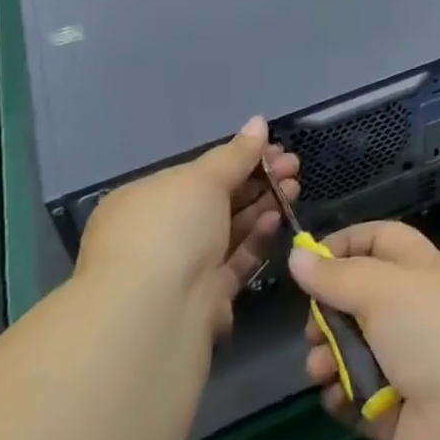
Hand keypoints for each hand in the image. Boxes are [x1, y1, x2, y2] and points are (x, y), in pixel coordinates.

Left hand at [78, 117, 298, 338]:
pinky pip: (234, 261)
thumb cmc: (169, 229)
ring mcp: (180, 268)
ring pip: (229, 230)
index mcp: (144, 201)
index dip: (237, 158)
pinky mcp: (204, 299)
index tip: (273, 147)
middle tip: (293, 166)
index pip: (197, 173)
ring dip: (262, 206)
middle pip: (216, 200)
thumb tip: (259, 122)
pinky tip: (277, 218)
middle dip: (257, 180)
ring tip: (295, 186)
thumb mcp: (203, 179)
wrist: (155, 316)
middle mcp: (159, 234)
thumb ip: (236, 153)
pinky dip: (256, 238)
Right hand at [289, 222, 439, 439]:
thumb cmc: (435, 336)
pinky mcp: (403, 412)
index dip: (346, 244)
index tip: (307, 261)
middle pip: (362, 299)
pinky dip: (345, 397)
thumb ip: (337, 276)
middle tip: (312, 331)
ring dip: (330, 358)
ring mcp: (413, 364)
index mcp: (426, 271)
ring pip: (357, 350)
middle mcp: (420, 312)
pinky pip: (362, 397)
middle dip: (329, 312)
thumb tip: (298, 256)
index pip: (382, 241)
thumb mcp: (384, 290)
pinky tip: (338, 399)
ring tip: (320, 371)